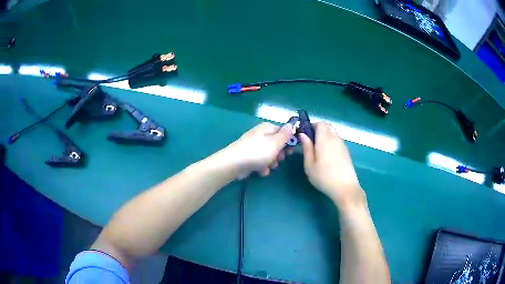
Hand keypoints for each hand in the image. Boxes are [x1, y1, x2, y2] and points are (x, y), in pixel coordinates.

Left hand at [217, 122, 292, 177]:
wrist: (233, 164)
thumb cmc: (257, 152)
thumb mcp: (275, 143)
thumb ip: (285, 135)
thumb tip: (291, 125)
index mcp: (267, 128)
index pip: (283, 131)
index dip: (289, 140)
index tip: (292, 150)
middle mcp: (260, 135)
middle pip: (276, 143)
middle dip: (279, 153)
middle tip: (279, 158)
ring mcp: (253, 146)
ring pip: (269, 154)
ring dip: (272, 162)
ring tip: (269, 166)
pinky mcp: (249, 156)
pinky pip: (260, 161)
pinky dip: (262, 166)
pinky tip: (261, 171)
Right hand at [299, 122, 364, 207]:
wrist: (345, 188)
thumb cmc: (324, 177)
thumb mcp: (310, 165)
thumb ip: (306, 147)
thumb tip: (302, 134)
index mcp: (325, 139)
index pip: (320, 123)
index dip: (311, 126)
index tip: (305, 135)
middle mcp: (335, 138)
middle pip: (327, 126)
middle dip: (318, 129)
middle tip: (310, 141)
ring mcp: (342, 144)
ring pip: (333, 132)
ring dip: (325, 135)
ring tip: (318, 149)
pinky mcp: (346, 151)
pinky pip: (337, 140)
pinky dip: (331, 141)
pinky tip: (327, 155)